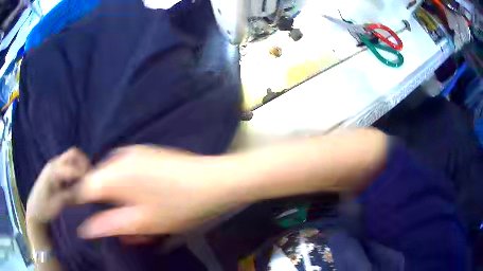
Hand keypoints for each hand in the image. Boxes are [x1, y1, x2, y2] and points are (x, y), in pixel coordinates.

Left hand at [26, 148, 90, 223]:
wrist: (34, 210)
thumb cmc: (44, 209)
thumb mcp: (57, 204)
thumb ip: (70, 194)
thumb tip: (84, 189)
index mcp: (53, 172)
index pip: (73, 168)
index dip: (84, 176)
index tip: (92, 187)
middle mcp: (54, 164)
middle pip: (73, 154)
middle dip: (84, 163)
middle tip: (90, 178)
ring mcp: (53, 166)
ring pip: (71, 157)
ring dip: (80, 166)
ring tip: (84, 181)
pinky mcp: (54, 171)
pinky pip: (67, 164)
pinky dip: (75, 170)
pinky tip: (76, 183)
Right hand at [75, 146, 233, 238]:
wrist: (214, 182)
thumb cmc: (178, 206)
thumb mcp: (142, 223)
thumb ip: (109, 225)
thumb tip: (84, 229)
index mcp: (113, 174)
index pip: (82, 187)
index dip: (80, 202)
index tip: (88, 218)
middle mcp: (118, 157)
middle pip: (97, 182)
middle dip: (104, 205)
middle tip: (123, 226)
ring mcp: (133, 152)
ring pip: (111, 177)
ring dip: (117, 198)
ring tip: (137, 217)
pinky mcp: (145, 152)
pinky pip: (125, 170)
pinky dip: (127, 187)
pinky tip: (145, 199)